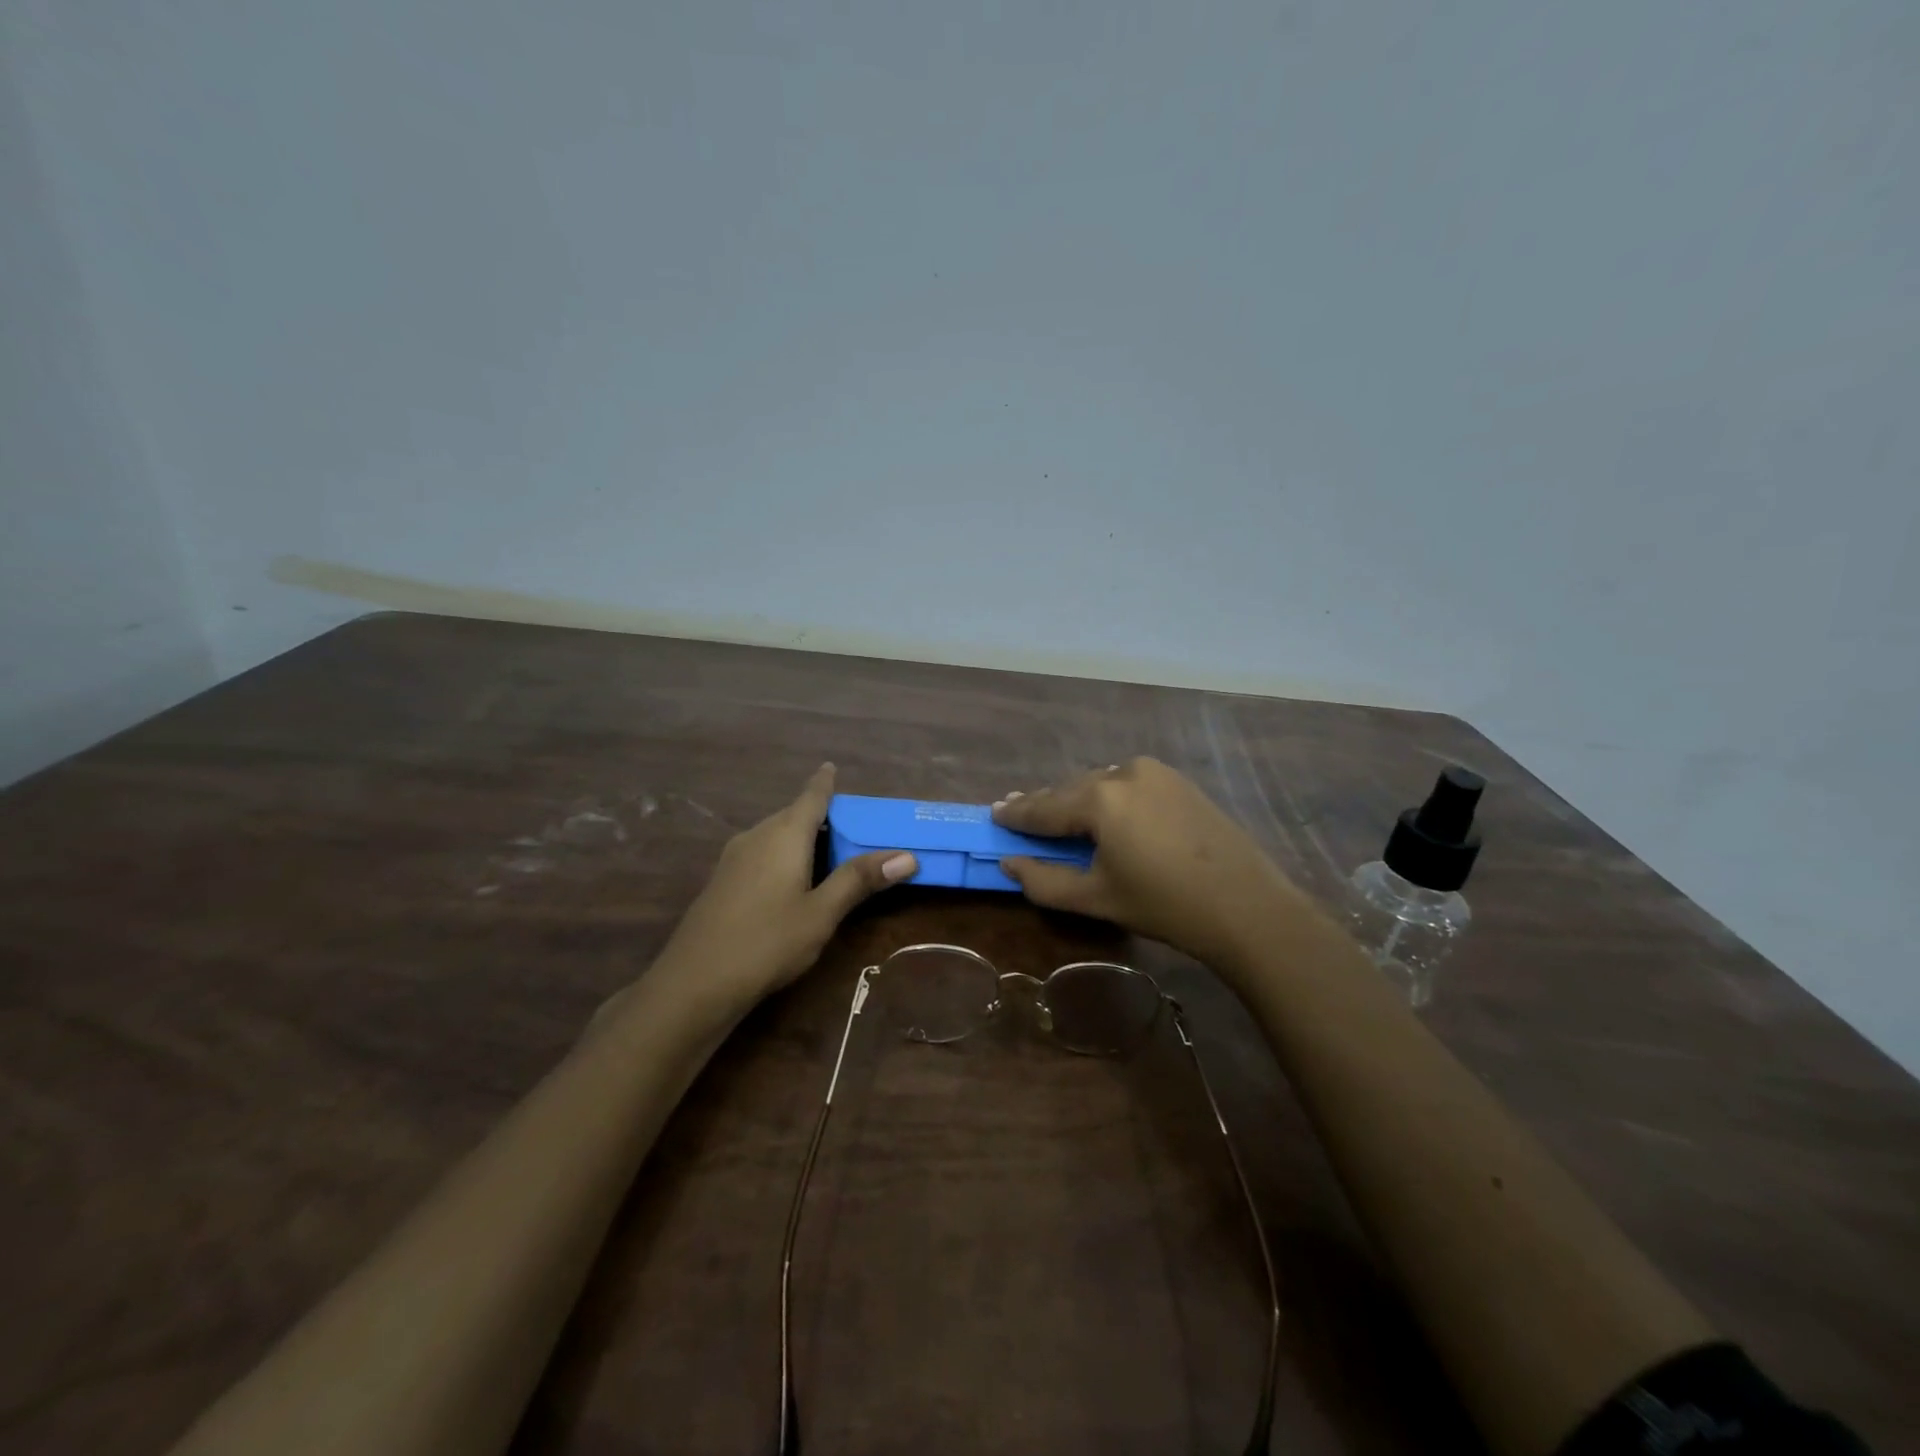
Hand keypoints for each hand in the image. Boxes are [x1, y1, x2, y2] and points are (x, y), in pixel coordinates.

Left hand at [651, 764, 915, 1008]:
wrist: (695, 982)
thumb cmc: (768, 941)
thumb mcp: (822, 913)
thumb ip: (859, 880)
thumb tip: (907, 855)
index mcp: (784, 834)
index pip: (811, 797)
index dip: (824, 782)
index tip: (832, 766)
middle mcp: (757, 836)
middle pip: (793, 815)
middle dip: (821, 816)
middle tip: (853, 827)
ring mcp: (734, 858)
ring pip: (775, 835)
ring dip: (802, 838)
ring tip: (830, 853)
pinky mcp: (723, 881)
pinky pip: (761, 853)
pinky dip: (783, 855)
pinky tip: (793, 880)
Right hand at [992, 757, 1307, 970]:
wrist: (1247, 906)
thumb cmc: (1164, 905)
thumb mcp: (1096, 899)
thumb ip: (1044, 881)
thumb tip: (1009, 864)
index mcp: (1100, 799)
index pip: (1044, 806)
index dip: (1016, 814)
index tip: (993, 813)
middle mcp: (1124, 772)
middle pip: (1071, 790)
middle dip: (1046, 806)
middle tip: (1020, 815)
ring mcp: (1156, 772)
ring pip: (1100, 784)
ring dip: (1078, 801)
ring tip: (1060, 818)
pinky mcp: (1178, 781)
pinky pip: (1128, 784)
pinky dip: (1108, 798)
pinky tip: (1105, 814)